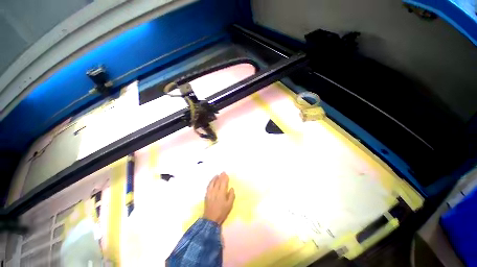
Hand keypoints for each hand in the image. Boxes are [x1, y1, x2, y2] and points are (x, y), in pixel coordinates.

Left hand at [203, 172, 234, 224]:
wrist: (211, 219)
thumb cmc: (222, 212)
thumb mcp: (229, 205)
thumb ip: (231, 196)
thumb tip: (231, 188)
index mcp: (221, 193)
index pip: (223, 183)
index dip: (225, 178)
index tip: (226, 174)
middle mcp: (215, 191)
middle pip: (218, 182)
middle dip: (221, 176)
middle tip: (223, 172)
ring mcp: (210, 193)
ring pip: (213, 183)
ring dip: (215, 178)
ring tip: (217, 175)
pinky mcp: (207, 195)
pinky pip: (208, 186)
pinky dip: (211, 182)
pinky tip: (212, 181)